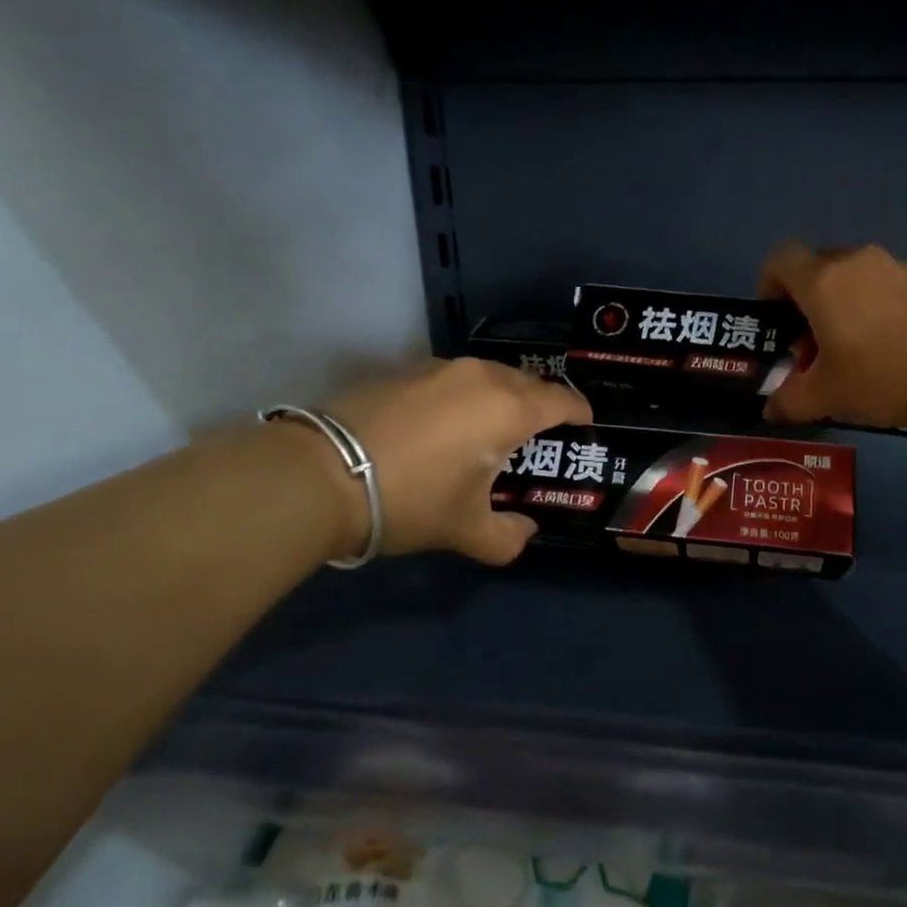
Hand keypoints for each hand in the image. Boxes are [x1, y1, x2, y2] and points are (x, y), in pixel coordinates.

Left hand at [323, 358, 590, 564]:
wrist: (322, 474)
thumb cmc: (412, 499)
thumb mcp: (467, 531)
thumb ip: (509, 537)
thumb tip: (524, 531)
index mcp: (509, 409)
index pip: (561, 400)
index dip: (579, 411)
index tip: (584, 423)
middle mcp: (481, 377)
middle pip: (528, 383)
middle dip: (541, 405)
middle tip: (539, 435)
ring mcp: (440, 368)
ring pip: (489, 376)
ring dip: (501, 397)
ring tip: (493, 427)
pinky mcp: (405, 370)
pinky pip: (453, 379)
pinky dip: (465, 396)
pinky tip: (447, 423)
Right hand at [760, 241, 906, 428]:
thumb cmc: (884, 376)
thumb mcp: (827, 397)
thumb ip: (790, 400)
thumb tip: (771, 409)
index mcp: (824, 281)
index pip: (781, 259)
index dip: (769, 284)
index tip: (775, 320)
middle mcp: (859, 261)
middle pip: (819, 268)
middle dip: (807, 302)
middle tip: (813, 345)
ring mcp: (900, 267)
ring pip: (857, 278)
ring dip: (846, 306)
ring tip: (857, 352)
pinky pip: (891, 288)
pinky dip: (881, 310)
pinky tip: (896, 350)